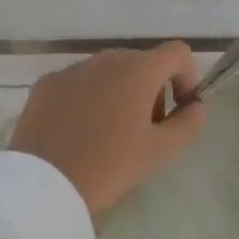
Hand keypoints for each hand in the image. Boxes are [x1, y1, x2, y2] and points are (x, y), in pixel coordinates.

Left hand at [9, 43, 206, 217]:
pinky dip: (87, 98)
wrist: (42, 185)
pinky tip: (78, 133)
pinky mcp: (46, 84)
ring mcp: (73, 69)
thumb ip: (188, 123)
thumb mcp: (159, 151)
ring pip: (108, 71)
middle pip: (141, 62)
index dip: (186, 76)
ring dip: (119, 92)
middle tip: (145, 130)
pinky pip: (78, 82)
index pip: (177, 52)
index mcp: (138, 70)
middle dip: (151, 89)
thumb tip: (196, 105)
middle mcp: (106, 59)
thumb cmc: (109, 166)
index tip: (179, 109)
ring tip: (109, 134)